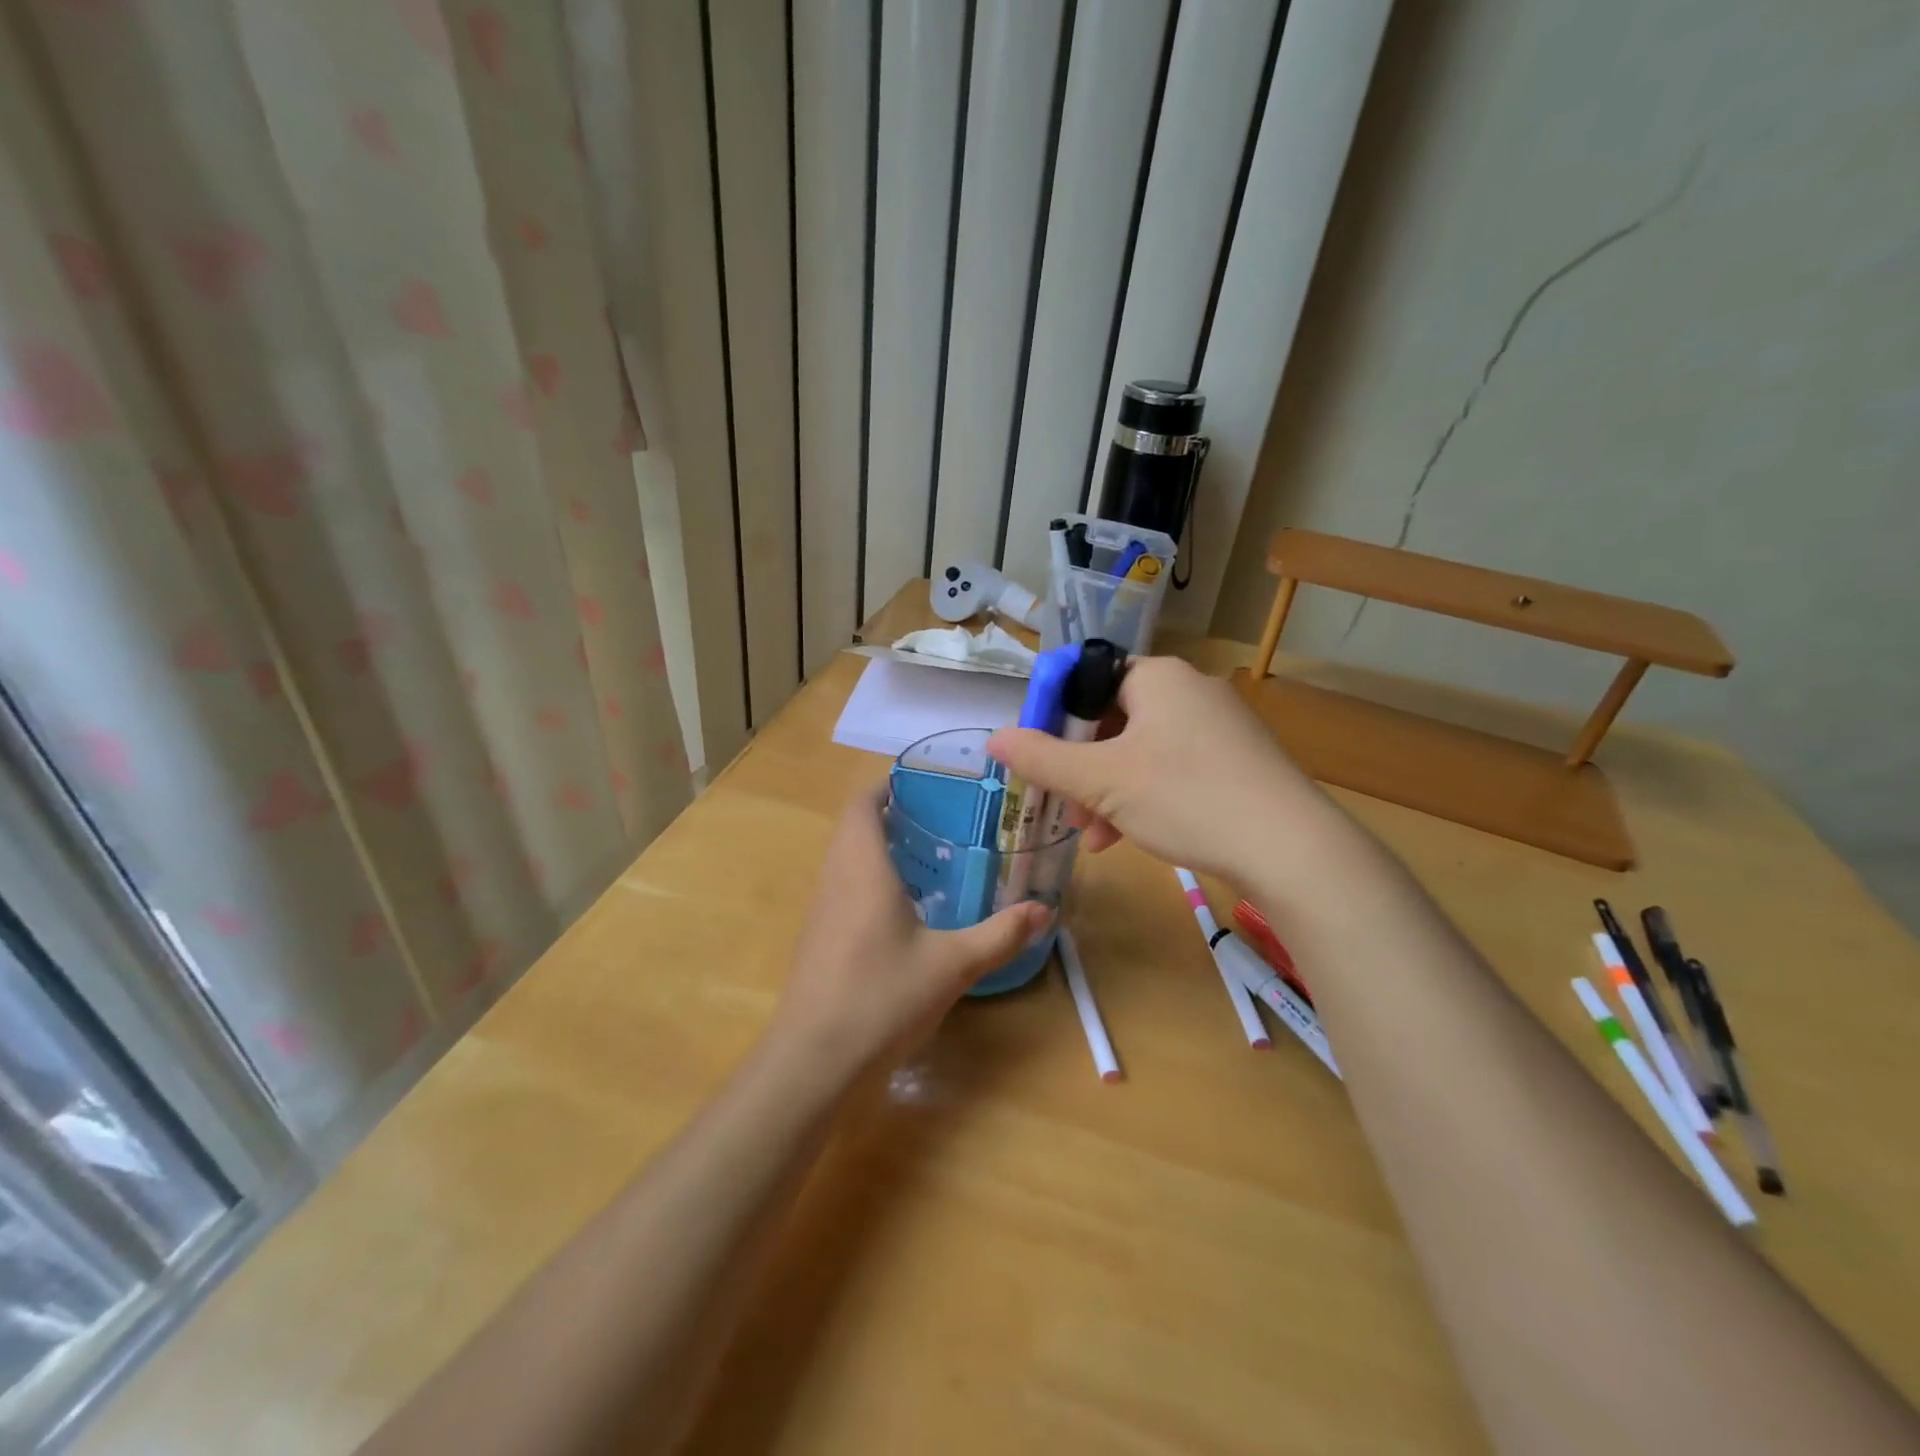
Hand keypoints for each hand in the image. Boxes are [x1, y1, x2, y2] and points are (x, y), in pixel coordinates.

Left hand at [769, 786, 1050, 1074]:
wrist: (814, 1063)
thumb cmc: (882, 997)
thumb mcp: (952, 964)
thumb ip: (1000, 934)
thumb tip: (1046, 909)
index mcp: (861, 867)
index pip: (862, 803)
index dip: (887, 785)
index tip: (926, 784)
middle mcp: (835, 879)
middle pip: (855, 828)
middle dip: (892, 816)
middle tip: (943, 819)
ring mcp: (821, 912)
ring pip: (847, 861)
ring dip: (881, 850)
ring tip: (932, 857)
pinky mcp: (818, 941)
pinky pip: (844, 891)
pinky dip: (872, 882)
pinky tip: (907, 910)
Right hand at [986, 656, 1322, 880]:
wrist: (1290, 848)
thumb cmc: (1185, 797)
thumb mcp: (1101, 781)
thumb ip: (1042, 759)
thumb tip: (994, 739)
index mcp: (1157, 677)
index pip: (1087, 680)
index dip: (1054, 718)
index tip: (1039, 759)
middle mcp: (1189, 690)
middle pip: (1112, 719)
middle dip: (1082, 767)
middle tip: (1067, 808)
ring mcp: (1218, 726)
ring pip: (1141, 750)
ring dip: (1108, 791)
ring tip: (1095, 836)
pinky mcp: (1236, 761)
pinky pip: (1173, 768)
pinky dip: (1144, 797)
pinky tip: (1131, 838)